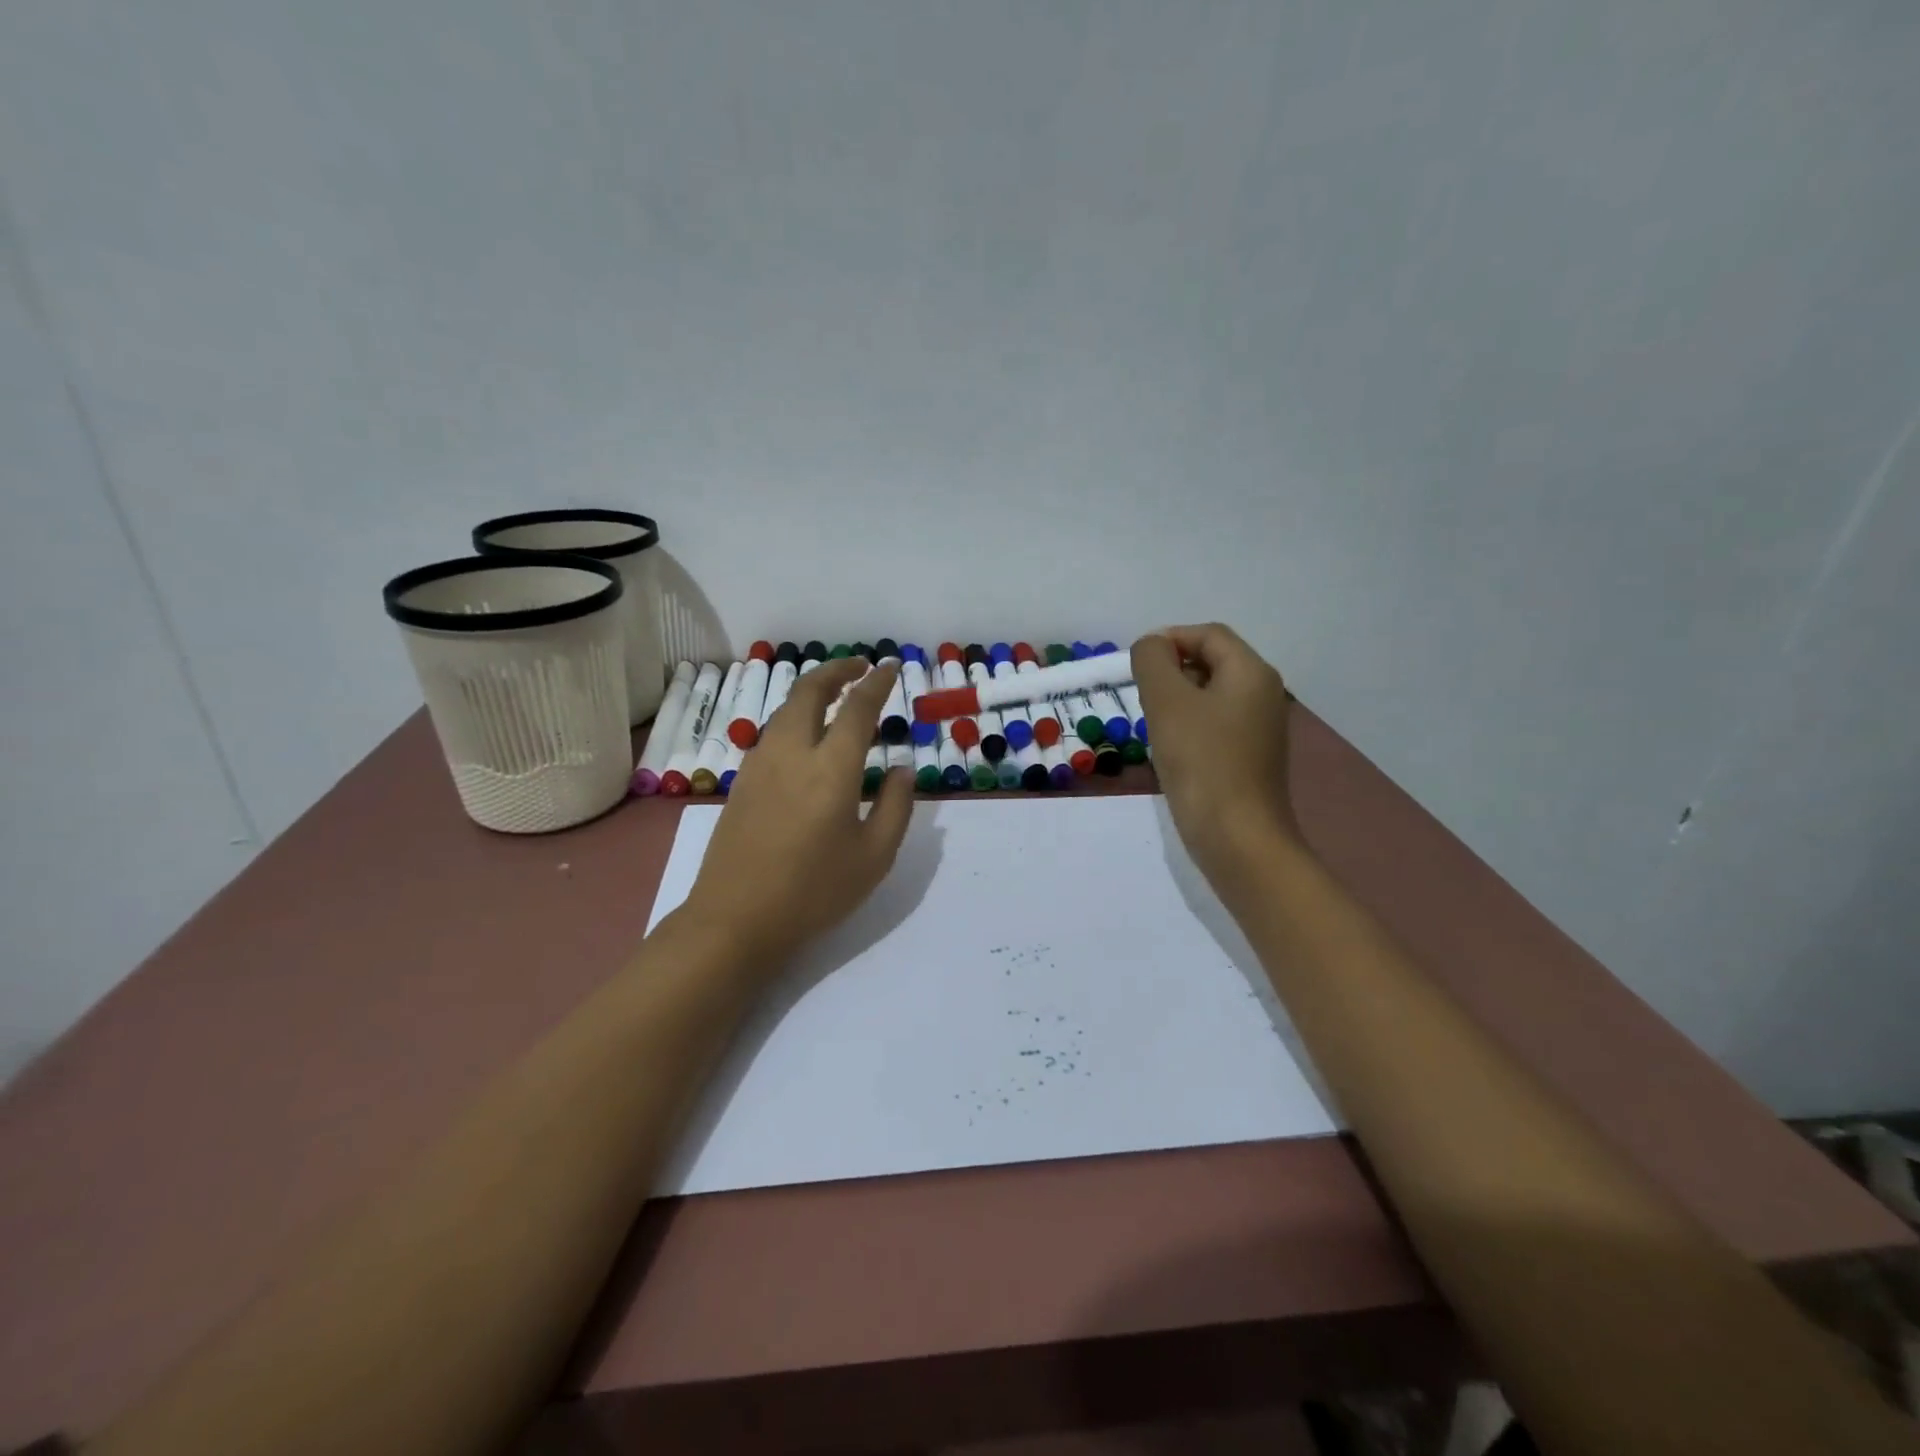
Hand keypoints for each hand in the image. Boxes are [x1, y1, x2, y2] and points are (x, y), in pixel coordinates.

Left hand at [682, 657, 914, 969]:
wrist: (735, 918)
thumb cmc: (814, 891)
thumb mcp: (874, 857)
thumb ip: (897, 806)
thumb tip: (903, 769)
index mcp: (831, 768)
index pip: (857, 708)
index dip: (876, 682)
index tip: (891, 667)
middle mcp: (792, 753)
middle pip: (809, 691)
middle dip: (836, 670)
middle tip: (859, 666)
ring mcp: (761, 765)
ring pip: (786, 709)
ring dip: (812, 691)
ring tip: (835, 694)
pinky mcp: (743, 781)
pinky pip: (772, 732)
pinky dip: (794, 716)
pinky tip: (806, 735)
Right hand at [1131, 624, 1302, 892]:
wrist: (1236, 837)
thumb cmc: (1201, 762)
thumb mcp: (1167, 702)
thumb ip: (1153, 662)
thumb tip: (1152, 647)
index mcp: (1251, 672)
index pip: (1208, 634)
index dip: (1169, 639)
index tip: (1135, 664)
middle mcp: (1263, 694)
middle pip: (1212, 662)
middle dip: (1171, 671)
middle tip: (1142, 698)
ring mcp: (1260, 729)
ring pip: (1211, 696)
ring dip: (1177, 702)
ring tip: (1153, 726)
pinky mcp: (1250, 759)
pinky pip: (1215, 726)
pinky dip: (1189, 728)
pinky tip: (1171, 753)